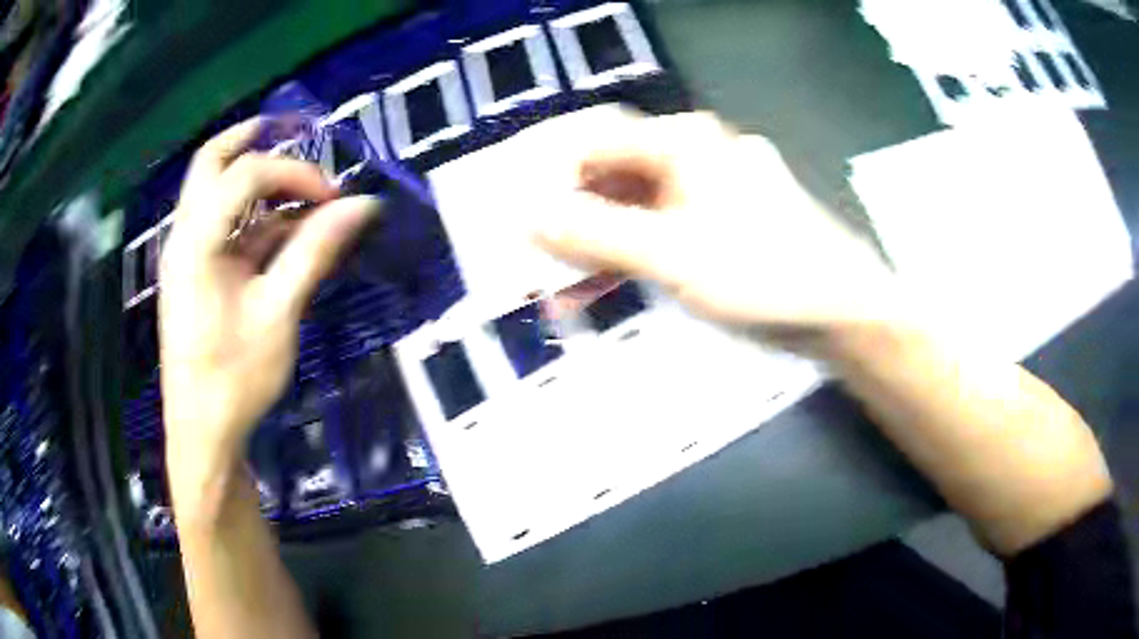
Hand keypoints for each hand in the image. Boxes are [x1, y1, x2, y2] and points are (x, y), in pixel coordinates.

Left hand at [158, 119, 378, 512]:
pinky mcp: (196, 273)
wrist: (203, 432)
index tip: (334, 198)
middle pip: (211, 162)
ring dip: (255, 182)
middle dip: (251, 139)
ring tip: (299, 191)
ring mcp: (187, 254)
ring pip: (214, 191)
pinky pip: (223, 228)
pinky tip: (285, 234)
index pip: (246, 174)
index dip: (294, 173)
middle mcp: (185, 236)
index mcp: (197, 241)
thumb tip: (363, 206)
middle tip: (292, 131)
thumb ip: (315, 252)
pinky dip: (253, 220)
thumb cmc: (235, 378)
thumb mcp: (278, 314)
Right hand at [533, 110, 901, 342]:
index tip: (528, 227)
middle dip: (577, 219)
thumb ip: (593, 235)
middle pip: (618, 174)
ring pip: (642, 205)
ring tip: (574, 287)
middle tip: (548, 264)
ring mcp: (717, 187)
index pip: (595, 143)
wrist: (844, 310)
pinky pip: (669, 227)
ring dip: (604, 242)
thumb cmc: (761, 274)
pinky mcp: (730, 220)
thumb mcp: (669, 256)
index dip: (553, 181)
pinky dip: (638, 253)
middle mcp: (699, 153)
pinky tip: (618, 285)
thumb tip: (526, 217)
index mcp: (684, 141)